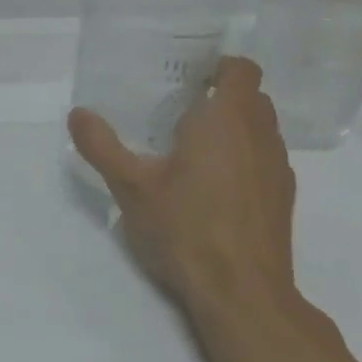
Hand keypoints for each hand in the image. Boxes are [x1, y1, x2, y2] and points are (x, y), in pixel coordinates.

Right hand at [68, 56, 300, 329]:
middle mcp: (261, 136)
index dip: (220, 67)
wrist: (242, 294)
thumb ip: (102, 146)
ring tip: (193, 149)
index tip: (189, 78)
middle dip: (222, 97)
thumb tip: (78, 113)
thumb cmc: (186, 228)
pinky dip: (244, 159)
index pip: (241, 70)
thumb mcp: (131, 187)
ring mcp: (278, 170)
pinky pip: (265, 160)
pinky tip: (213, 188)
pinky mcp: (283, 200)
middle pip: (252, 98)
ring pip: (261, 131)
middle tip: (180, 111)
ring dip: (235, 129)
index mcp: (227, 120)